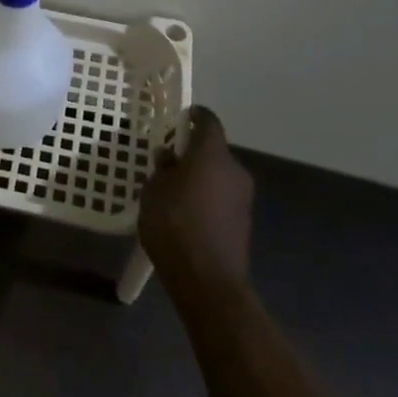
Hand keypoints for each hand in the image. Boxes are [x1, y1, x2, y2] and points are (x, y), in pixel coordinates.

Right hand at [139, 106, 254, 296]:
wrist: (208, 280)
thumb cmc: (174, 225)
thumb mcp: (154, 191)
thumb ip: (162, 169)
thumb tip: (169, 157)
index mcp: (212, 155)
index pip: (208, 122)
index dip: (195, 116)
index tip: (182, 117)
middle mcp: (234, 170)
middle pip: (214, 151)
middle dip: (192, 152)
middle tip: (168, 161)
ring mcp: (243, 197)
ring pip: (218, 175)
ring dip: (200, 176)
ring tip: (173, 190)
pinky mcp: (243, 221)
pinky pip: (222, 197)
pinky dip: (207, 197)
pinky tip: (187, 213)